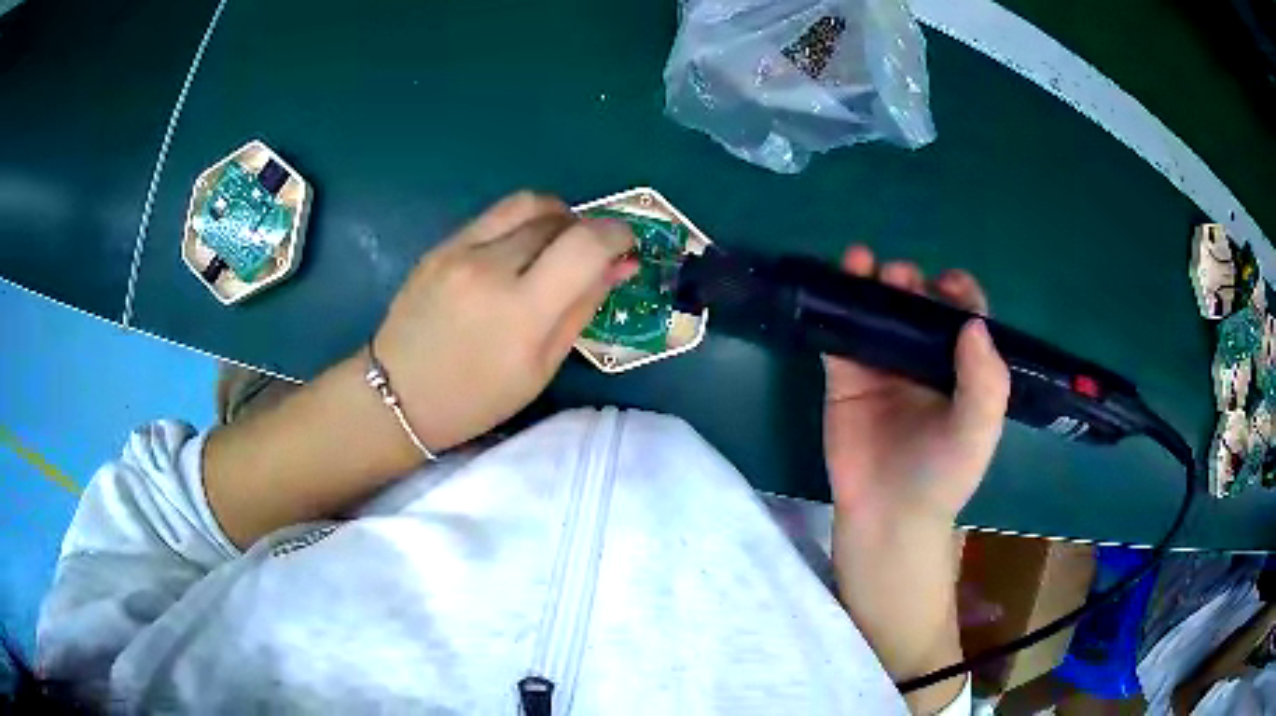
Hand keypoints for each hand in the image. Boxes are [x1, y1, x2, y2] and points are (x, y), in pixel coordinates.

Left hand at [374, 192, 636, 452]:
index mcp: (521, 312)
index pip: (586, 244)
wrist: (397, 396)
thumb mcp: (541, 367)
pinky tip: (515, 253)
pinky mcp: (440, 245)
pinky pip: (494, 216)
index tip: (625, 245)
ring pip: (526, 204)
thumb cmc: (476, 398)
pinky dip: (519, 224)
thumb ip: (582, 307)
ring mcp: (459, 250)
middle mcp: (490, 268)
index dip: (617, 234)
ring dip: (554, 216)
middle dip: (586, 229)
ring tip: (555, 244)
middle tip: (588, 256)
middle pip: (558, 218)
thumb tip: (619, 265)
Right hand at [823, 245, 1009, 528]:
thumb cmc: (942, 474)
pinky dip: (836, 307)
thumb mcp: (979, 431)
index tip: (947, 282)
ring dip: (870, 282)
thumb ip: (986, 381)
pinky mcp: (845, 377)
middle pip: (917, 305)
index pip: (964, 317)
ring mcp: (882, 366)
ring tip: (862, 262)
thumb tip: (974, 323)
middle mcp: (923, 359)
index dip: (958, 292)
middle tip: (898, 277)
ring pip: (877, 312)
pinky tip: (834, 286)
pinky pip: (840, 336)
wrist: (889, 515)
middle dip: (909, 282)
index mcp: (960, 368)